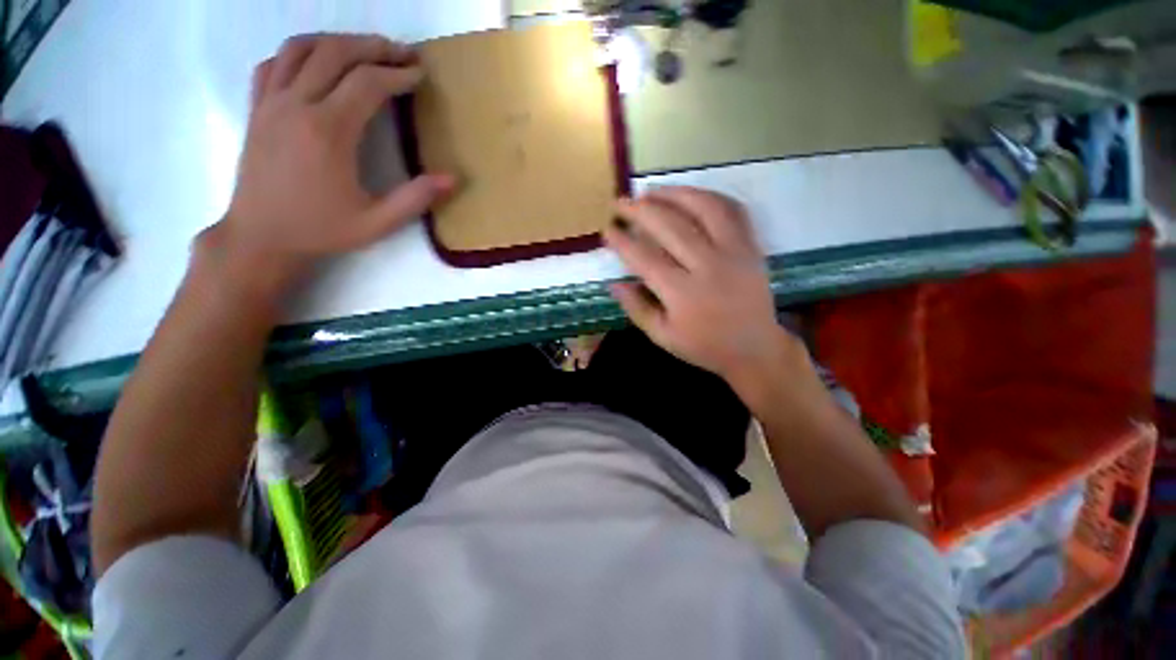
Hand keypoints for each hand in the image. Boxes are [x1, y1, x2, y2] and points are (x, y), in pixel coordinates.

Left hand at [210, 34, 454, 298]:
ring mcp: (270, 102)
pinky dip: (299, 53)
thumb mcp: (377, 223)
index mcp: (328, 132)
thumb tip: (452, 179)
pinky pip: (275, 62)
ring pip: (301, 47)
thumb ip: (415, 199)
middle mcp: (297, 105)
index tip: (420, 75)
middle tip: (401, 53)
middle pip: (336, 53)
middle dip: (373, 47)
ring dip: (337, 41)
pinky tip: (317, 63)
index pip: (367, 83)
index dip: (398, 75)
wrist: (261, 236)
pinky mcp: (256, 107)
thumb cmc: (321, 229)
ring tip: (364, 50)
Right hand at [603, 187, 794, 382]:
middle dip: (640, 210)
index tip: (608, 229)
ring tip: (651, 191)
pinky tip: (690, 195)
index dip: (622, 241)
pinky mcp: (751, 245)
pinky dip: (709, 196)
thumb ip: (636, 308)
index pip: (644, 258)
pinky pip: (732, 209)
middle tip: (621, 203)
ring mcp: (734, 252)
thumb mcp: (662, 336)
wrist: (755, 348)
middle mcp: (708, 266)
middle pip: (670, 226)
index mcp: (682, 293)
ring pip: (703, 208)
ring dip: (673, 194)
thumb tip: (613, 283)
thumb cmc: (704, 346)